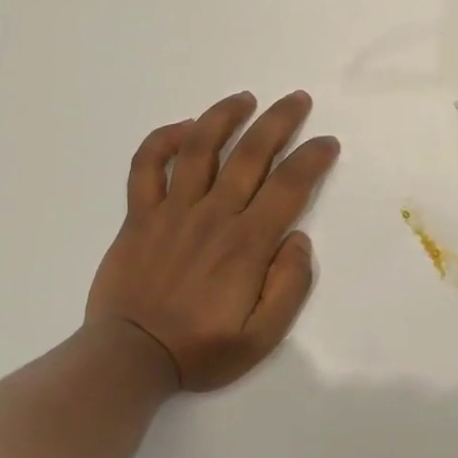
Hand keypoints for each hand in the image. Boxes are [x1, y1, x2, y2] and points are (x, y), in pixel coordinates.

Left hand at [86, 90, 339, 391]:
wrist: (130, 359)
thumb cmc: (201, 349)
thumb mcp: (262, 337)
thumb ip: (289, 286)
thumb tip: (298, 238)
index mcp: (246, 243)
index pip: (289, 185)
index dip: (313, 158)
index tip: (327, 143)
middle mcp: (212, 215)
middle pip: (250, 153)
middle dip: (279, 121)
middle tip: (298, 99)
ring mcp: (171, 211)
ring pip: (199, 147)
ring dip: (224, 116)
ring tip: (245, 98)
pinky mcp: (139, 216)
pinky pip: (146, 166)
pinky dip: (162, 140)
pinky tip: (182, 128)